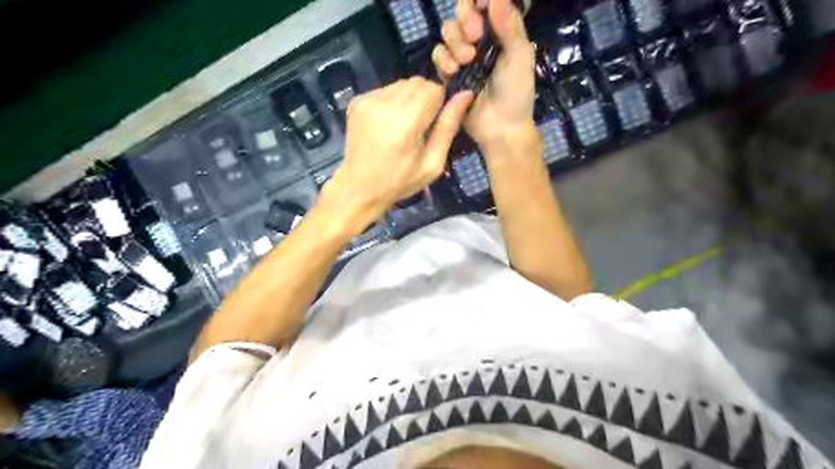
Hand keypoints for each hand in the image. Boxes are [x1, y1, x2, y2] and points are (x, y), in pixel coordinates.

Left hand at [322, 77, 471, 232]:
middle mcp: (385, 103)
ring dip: (408, 99)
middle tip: (420, 126)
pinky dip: (391, 102)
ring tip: (402, 126)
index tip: (434, 123)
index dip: (439, 103)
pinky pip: (384, 90)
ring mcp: (368, 100)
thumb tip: (466, 94)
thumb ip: (448, 126)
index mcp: (407, 121)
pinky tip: (387, 124)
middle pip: (418, 82)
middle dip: (425, 99)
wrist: (359, 188)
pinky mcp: (357, 101)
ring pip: (401, 84)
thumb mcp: (433, 162)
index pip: (434, 88)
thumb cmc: (400, 181)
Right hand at [433, 0, 537, 150]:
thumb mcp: (520, 57)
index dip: (479, 0)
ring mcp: (462, 58)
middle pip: (462, 12)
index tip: (482, 5)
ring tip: (468, 59)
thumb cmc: (516, 93)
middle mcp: (479, 41)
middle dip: (466, 18)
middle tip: (476, 35)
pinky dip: (443, 59)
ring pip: (447, 32)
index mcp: (499, 32)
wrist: (500, 128)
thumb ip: (510, 25)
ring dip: (455, 41)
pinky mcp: (449, 75)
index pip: (484, 4)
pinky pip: (438, 55)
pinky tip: (454, 70)